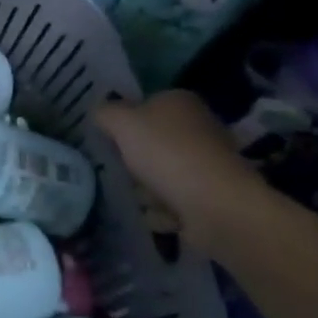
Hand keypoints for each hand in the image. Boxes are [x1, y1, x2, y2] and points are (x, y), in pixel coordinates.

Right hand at [94, 91, 256, 258]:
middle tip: (123, 171)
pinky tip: (160, 216)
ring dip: (148, 189)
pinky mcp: (214, 195)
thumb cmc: (166, 154)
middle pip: (153, 142)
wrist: (216, 206)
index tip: (110, 140)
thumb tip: (101, 113)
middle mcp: (199, 126)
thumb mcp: (122, 122)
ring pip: (164, 173)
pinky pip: (178, 201)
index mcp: (180, 101)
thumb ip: (105, 113)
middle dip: (136, 160)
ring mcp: (209, 162)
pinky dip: (166, 211)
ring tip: (141, 198)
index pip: (145, 104)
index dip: (125, 122)